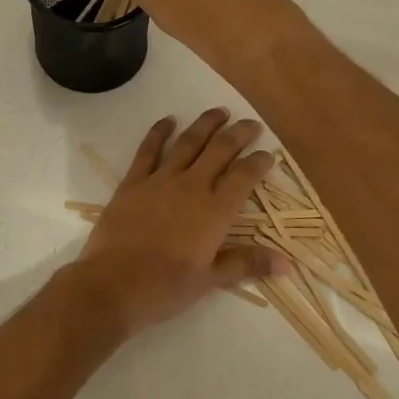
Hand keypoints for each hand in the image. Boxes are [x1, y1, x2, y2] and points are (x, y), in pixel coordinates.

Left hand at [73, 109, 285, 335]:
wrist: (112, 284)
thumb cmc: (165, 287)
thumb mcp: (210, 281)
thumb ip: (247, 264)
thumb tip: (286, 263)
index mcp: (215, 211)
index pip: (244, 177)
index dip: (259, 162)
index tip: (269, 153)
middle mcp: (191, 187)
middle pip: (220, 150)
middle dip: (239, 134)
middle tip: (252, 123)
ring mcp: (160, 180)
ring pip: (188, 143)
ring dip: (206, 124)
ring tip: (220, 111)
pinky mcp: (133, 181)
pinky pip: (149, 150)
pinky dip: (159, 131)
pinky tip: (169, 120)